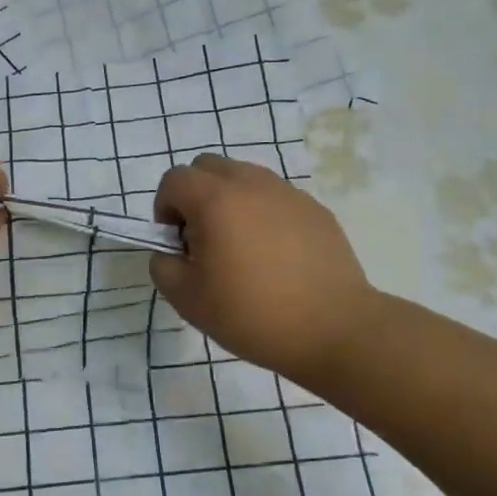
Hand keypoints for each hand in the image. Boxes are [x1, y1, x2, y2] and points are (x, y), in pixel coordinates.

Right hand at [150, 154, 375, 388]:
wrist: (333, 329)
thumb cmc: (252, 314)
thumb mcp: (187, 299)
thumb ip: (163, 265)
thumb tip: (171, 250)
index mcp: (216, 200)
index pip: (174, 180)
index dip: (164, 208)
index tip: (178, 244)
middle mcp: (252, 184)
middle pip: (208, 167)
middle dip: (194, 196)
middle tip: (203, 240)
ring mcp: (288, 193)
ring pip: (244, 178)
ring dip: (229, 201)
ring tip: (240, 248)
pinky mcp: (315, 209)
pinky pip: (275, 197)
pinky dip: (263, 214)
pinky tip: (275, 257)